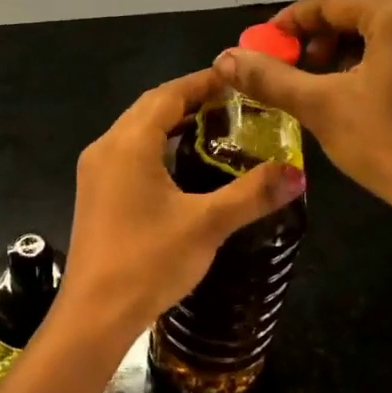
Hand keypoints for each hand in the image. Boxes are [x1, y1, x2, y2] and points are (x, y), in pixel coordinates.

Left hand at [54, 68, 305, 347]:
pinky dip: (156, 145)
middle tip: (232, 102)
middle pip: (149, 107)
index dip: (202, 82)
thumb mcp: (206, 225)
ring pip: (136, 130)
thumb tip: (297, 173)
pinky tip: (181, 163)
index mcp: (128, 143)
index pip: (168, 94)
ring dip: (170, 121)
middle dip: (188, 98)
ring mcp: (95, 171)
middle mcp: (106, 147)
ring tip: (213, 125)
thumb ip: (251, 194)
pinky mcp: (95, 193)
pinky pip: (128, 152)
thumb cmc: (148, 262)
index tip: (236, 78)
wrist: (94, 314)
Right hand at [214, 0, 391, 227]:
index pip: (331, 1)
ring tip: (325, 77)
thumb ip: (270, 77)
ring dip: (349, 39)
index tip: (263, 46)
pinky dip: (378, 50)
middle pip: (361, 2)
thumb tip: (223, 58)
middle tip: (297, 61)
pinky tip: (360, 86)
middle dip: (322, 28)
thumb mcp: (320, 107)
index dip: (291, 22)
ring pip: (386, 20)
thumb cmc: (390, 145)